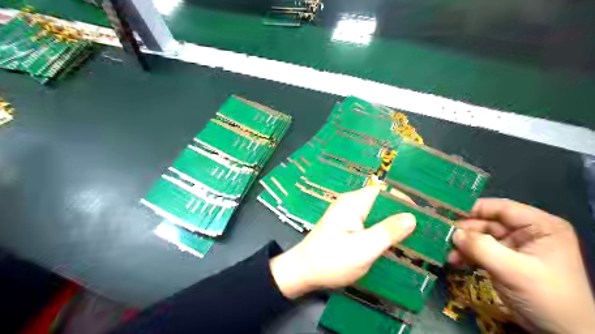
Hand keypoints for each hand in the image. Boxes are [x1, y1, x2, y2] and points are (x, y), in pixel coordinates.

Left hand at [269, 187, 414, 298]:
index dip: (405, 199)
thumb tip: (412, 217)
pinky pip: (370, 223)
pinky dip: (383, 231)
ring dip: (393, 224)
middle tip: (423, 230)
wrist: (304, 272)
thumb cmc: (331, 260)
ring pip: (378, 213)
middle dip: (402, 214)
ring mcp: (348, 214)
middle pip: (382, 201)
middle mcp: (351, 203)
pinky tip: (394, 243)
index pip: (385, 191)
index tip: (424, 215)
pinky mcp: (348, 226)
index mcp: (354, 202)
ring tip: (414, 238)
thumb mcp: (362, 249)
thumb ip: (387, 232)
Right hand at [449, 199, 594, 332]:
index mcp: (539, 226)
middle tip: (442, 236)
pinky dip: (466, 255)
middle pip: (487, 222)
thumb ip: (482, 248)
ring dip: (462, 245)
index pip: (501, 208)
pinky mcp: (504, 260)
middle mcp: (526, 232)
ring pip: (480, 237)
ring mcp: (514, 247)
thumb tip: (454, 233)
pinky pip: (480, 251)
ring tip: (446, 253)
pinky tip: (454, 261)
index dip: (473, 208)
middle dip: (464, 231)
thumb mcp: (514, 271)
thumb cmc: (547, 297)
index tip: (447, 211)